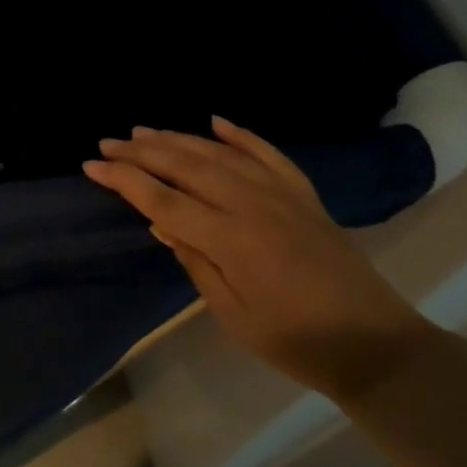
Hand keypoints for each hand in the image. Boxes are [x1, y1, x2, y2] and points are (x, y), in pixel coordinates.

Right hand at [84, 120, 438, 400]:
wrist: (374, 344)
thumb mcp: (231, 312)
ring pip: (220, 153)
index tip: (91, 165)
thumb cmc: (293, 340)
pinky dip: (240, 135)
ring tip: (144, 130)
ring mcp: (282, 195)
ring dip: (178, 138)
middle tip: (107, 142)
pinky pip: (268, 153)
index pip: (163, 200)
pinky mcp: (304, 195)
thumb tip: (162, 224)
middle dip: (142, 152)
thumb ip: (195, 262)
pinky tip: (215, 121)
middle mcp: (253, 205)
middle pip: (186, 167)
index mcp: (230, 239)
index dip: (124, 181)